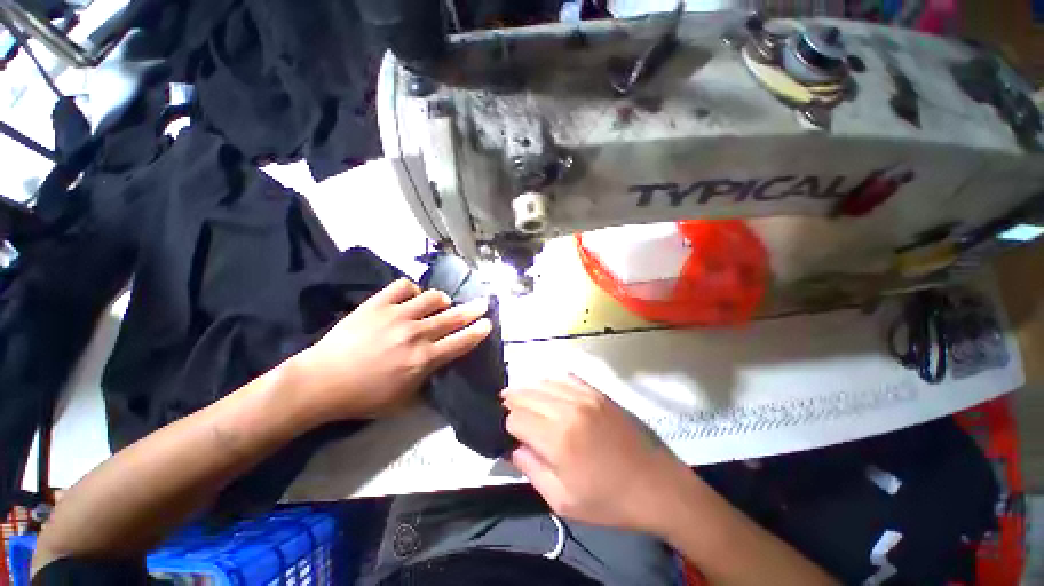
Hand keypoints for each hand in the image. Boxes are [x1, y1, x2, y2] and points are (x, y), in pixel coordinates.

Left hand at [292, 278, 491, 421]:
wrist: (321, 382)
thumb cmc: (363, 397)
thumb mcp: (403, 403)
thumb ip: (426, 385)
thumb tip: (440, 372)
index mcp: (424, 359)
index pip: (461, 342)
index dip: (478, 331)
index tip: (488, 323)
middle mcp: (416, 334)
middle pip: (453, 316)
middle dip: (473, 310)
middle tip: (483, 303)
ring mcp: (397, 315)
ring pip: (431, 297)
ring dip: (441, 300)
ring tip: (442, 303)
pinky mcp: (377, 304)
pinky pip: (403, 286)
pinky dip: (412, 289)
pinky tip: (412, 296)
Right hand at [502, 376, 689, 534]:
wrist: (654, 485)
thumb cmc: (607, 501)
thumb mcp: (562, 501)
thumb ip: (531, 469)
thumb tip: (511, 447)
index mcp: (558, 439)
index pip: (516, 418)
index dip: (507, 425)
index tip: (510, 435)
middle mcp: (568, 409)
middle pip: (526, 394)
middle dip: (512, 402)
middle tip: (509, 413)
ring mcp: (584, 396)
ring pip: (543, 382)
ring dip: (528, 390)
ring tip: (523, 400)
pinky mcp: (597, 392)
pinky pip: (565, 376)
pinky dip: (550, 381)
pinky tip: (548, 391)